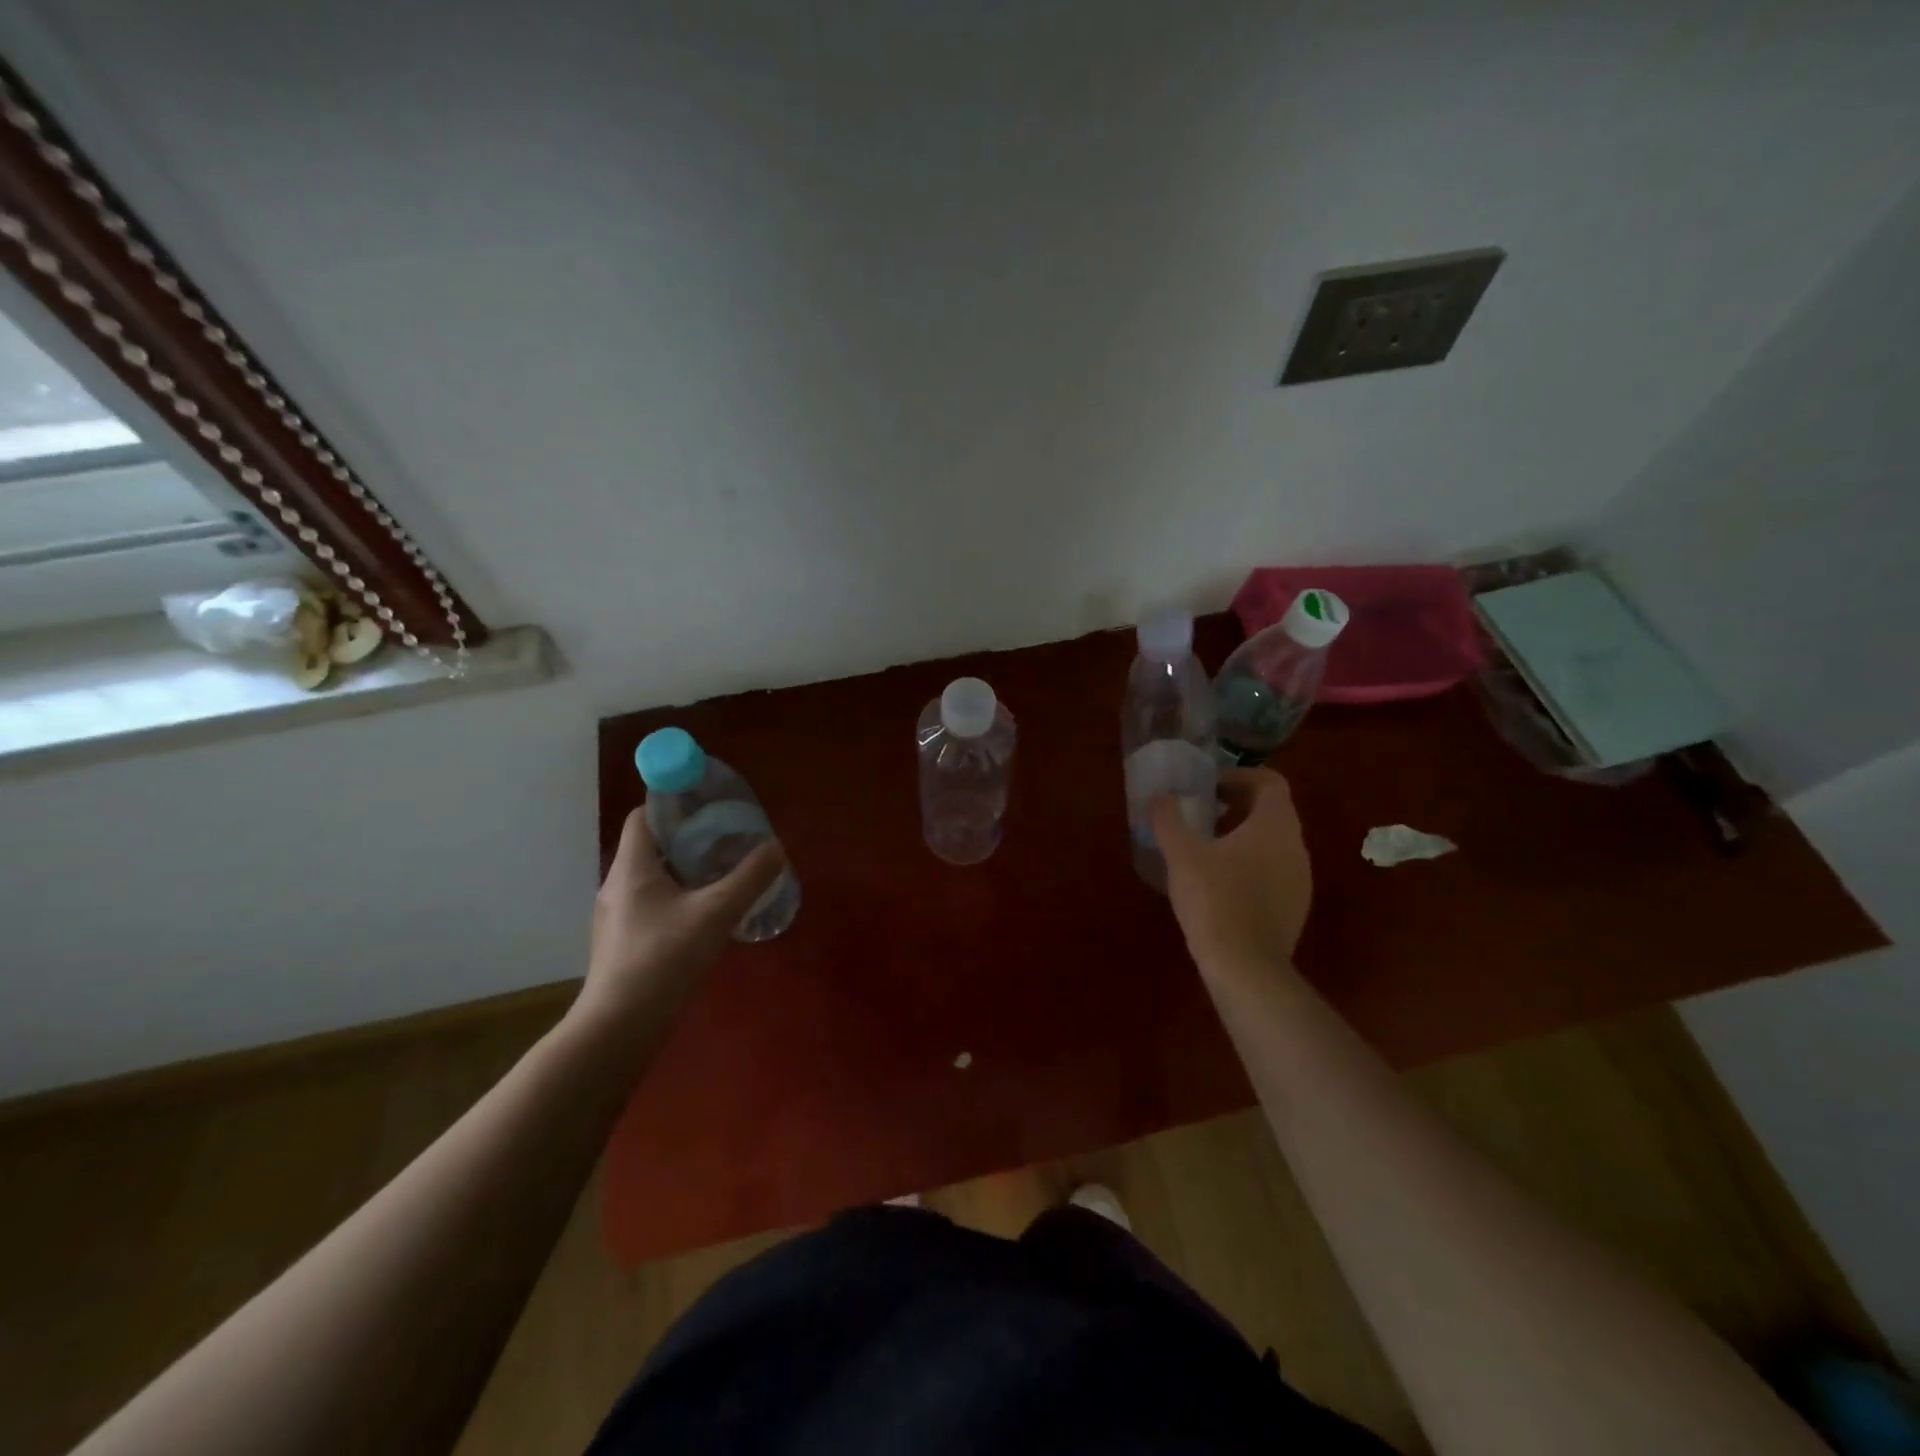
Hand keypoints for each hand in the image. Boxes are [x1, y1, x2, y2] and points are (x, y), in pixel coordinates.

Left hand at [576, 808, 787, 1030]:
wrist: (620, 1027)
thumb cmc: (664, 958)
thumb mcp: (716, 913)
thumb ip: (750, 877)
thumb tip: (776, 847)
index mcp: (632, 867)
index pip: (644, 816)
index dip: (674, 804)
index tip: (709, 806)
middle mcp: (618, 885)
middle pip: (653, 846)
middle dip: (690, 838)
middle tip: (728, 839)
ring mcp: (618, 917)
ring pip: (655, 878)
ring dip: (687, 871)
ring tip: (724, 874)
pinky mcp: (625, 942)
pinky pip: (655, 905)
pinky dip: (680, 898)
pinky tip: (708, 916)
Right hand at [1151, 767, 1312, 974]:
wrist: (1245, 966)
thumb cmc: (1214, 899)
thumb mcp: (1181, 854)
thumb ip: (1169, 819)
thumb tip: (1160, 797)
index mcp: (1275, 826)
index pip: (1270, 782)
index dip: (1239, 777)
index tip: (1209, 788)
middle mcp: (1296, 847)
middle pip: (1273, 812)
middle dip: (1237, 807)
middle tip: (1202, 815)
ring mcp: (1300, 879)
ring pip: (1274, 843)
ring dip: (1243, 837)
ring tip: (1206, 850)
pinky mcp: (1294, 907)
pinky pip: (1274, 871)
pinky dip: (1250, 865)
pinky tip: (1220, 885)